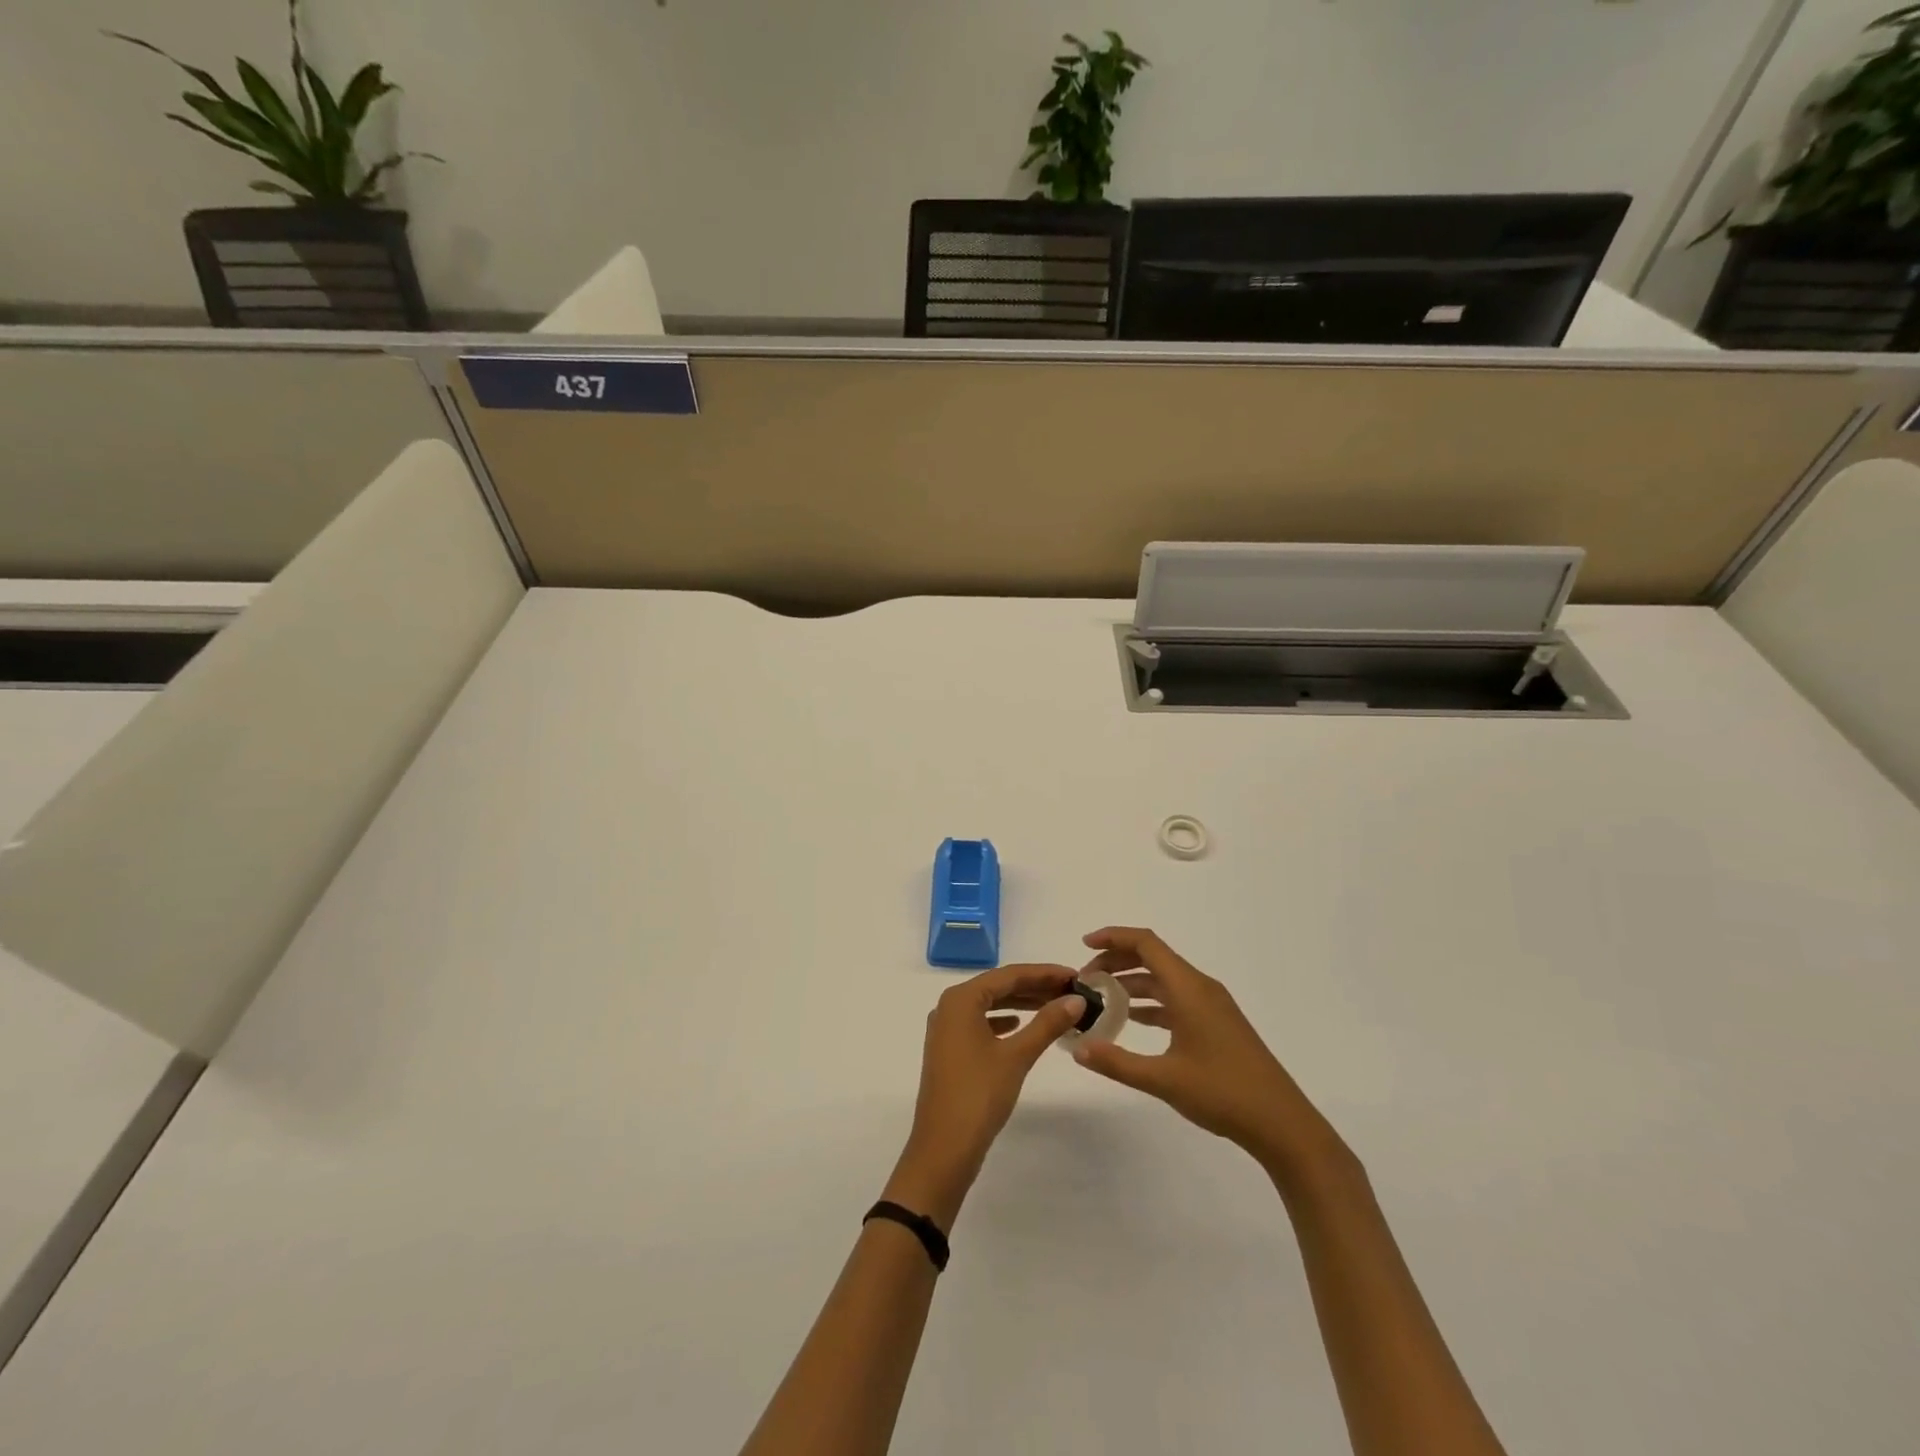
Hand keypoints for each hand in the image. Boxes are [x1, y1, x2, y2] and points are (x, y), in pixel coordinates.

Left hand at [884, 964, 1086, 1226]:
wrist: (943, 1148)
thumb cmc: (979, 1094)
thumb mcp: (1017, 1055)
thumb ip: (1047, 1023)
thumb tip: (1076, 999)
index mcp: (961, 999)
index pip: (1009, 975)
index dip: (1044, 973)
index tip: (1075, 975)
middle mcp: (949, 1006)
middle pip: (998, 987)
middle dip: (1034, 987)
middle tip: (1070, 991)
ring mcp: (946, 1029)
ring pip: (990, 1005)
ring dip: (1021, 1004)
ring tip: (1054, 1007)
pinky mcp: (949, 1050)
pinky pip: (981, 1023)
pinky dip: (1004, 1021)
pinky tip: (1019, 1026)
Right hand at [1069, 927, 1347, 1179]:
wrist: (1282, 1124)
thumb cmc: (1223, 1093)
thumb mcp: (1164, 1080)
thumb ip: (1117, 1062)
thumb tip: (1078, 1049)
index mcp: (1188, 988)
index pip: (1146, 943)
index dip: (1113, 937)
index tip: (1084, 946)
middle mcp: (1200, 988)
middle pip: (1152, 958)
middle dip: (1116, 962)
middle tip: (1085, 981)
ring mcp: (1210, 1006)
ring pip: (1163, 980)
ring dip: (1131, 984)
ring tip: (1100, 1000)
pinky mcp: (1216, 1024)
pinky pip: (1175, 1000)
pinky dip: (1150, 1003)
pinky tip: (1131, 1020)